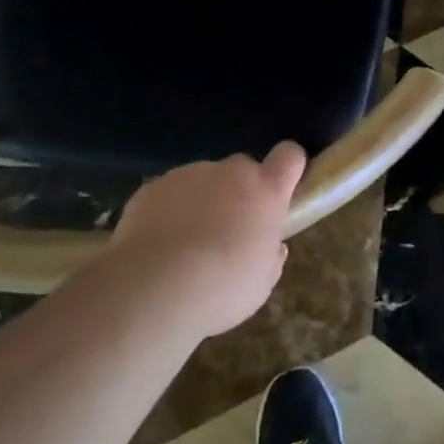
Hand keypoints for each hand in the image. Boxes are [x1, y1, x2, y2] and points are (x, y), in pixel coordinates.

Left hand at [108, 142, 306, 337]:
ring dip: (202, 202)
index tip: (282, 189)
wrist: (153, 287)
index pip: (290, 156)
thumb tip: (272, 246)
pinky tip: (157, 246)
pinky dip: (168, 210)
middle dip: (239, 192)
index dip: (288, 167)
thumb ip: (270, 257)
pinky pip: (169, 193)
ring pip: (203, 181)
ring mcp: (190, 174)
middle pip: (243, 168)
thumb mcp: (260, 283)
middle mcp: (231, 172)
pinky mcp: (154, 185)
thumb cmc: (221, 287)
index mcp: (265, 191)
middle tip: (228, 231)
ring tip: (184, 245)